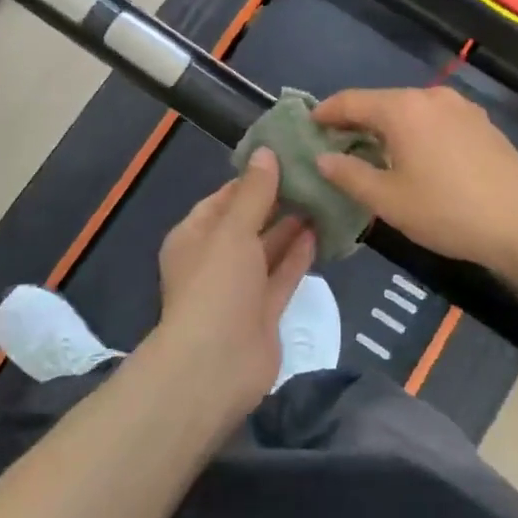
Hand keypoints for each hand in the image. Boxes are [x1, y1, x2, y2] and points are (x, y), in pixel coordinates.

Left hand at [154, 150, 316, 415]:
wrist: (216, 365)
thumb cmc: (216, 285)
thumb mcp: (232, 230)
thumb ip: (253, 192)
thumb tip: (265, 152)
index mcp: (194, 236)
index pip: (224, 198)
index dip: (253, 178)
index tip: (286, 157)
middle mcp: (215, 259)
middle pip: (249, 222)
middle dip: (277, 201)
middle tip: (314, 174)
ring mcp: (240, 288)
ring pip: (269, 249)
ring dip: (292, 227)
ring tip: (324, 197)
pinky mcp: (264, 312)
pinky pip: (283, 275)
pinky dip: (299, 255)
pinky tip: (322, 232)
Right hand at [313, 86, 517, 276]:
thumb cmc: (448, 211)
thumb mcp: (389, 200)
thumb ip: (349, 175)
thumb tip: (323, 159)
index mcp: (402, 108)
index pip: (351, 101)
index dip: (326, 112)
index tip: (308, 124)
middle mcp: (430, 96)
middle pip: (381, 102)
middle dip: (355, 120)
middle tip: (335, 143)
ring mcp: (460, 107)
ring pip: (409, 109)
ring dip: (386, 126)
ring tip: (371, 152)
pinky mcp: (480, 122)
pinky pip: (433, 118)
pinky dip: (413, 130)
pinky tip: (413, 155)